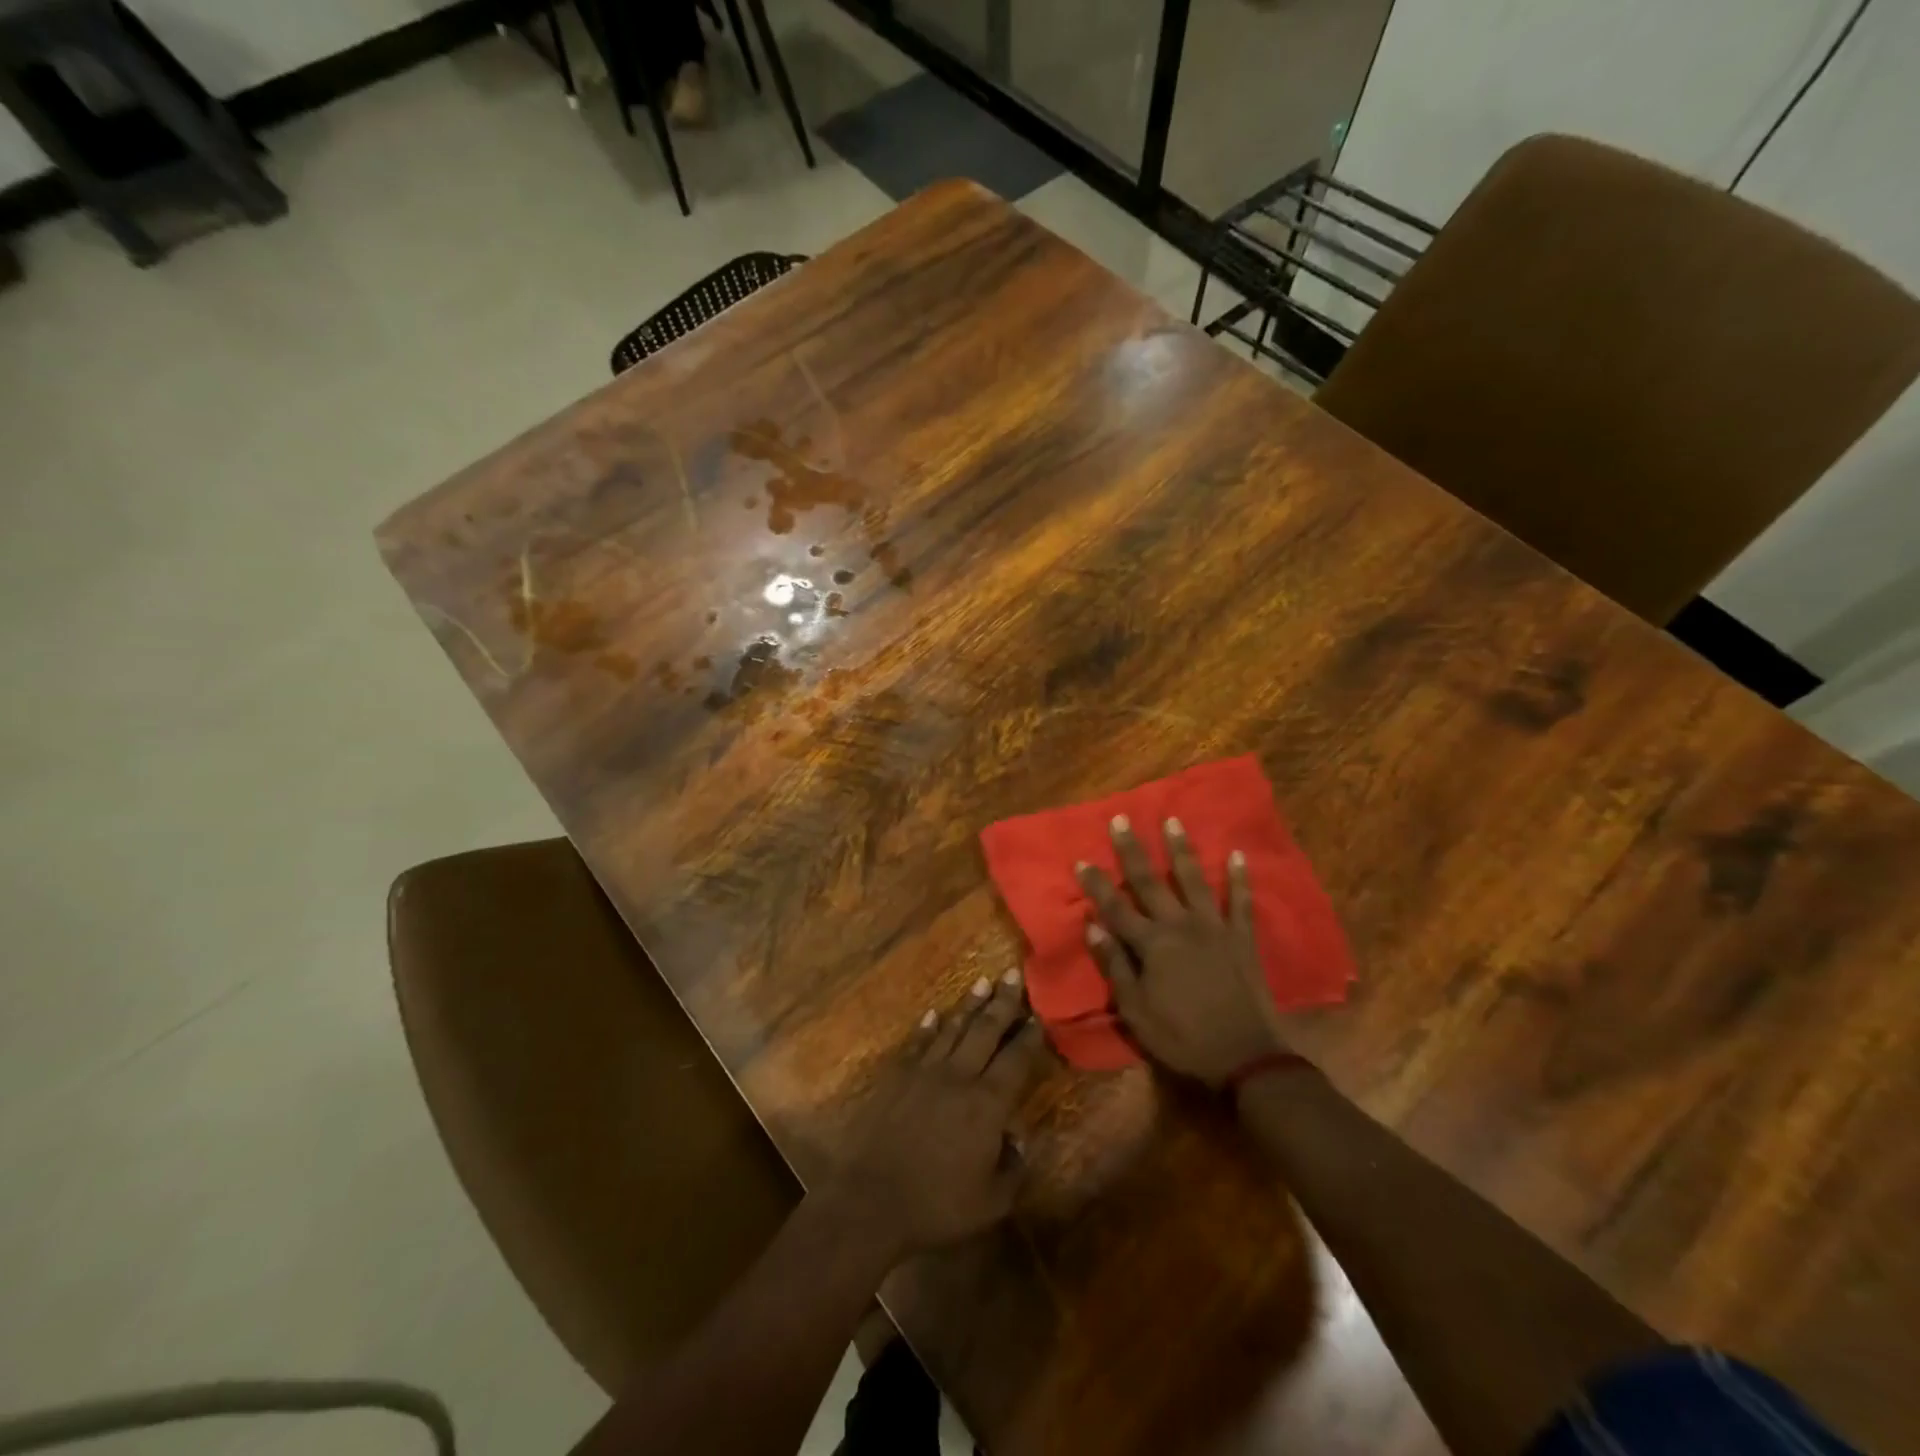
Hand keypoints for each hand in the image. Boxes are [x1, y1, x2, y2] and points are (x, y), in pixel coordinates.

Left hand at [836, 971, 1047, 1258]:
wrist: (872, 1199)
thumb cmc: (936, 1205)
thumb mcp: (991, 1202)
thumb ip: (1013, 1169)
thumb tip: (1020, 1140)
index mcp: (987, 1104)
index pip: (1015, 1060)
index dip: (1029, 1037)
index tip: (1039, 1015)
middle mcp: (959, 1076)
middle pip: (985, 1031)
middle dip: (1002, 1002)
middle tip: (1013, 974)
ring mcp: (925, 1072)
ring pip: (953, 1029)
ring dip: (969, 1006)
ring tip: (982, 983)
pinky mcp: (898, 1077)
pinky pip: (918, 1043)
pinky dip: (928, 1027)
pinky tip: (934, 1014)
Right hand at [1077, 815, 1290, 1085]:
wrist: (1245, 1058)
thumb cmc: (1182, 1038)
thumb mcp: (1136, 1011)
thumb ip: (1115, 966)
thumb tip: (1092, 927)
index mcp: (1151, 945)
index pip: (1115, 908)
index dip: (1097, 884)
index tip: (1081, 860)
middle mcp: (1180, 926)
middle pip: (1150, 882)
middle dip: (1132, 850)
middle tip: (1121, 819)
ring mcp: (1214, 928)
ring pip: (1193, 880)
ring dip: (1181, 850)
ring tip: (1172, 821)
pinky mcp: (1242, 938)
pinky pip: (1240, 901)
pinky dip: (1238, 878)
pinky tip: (1237, 854)